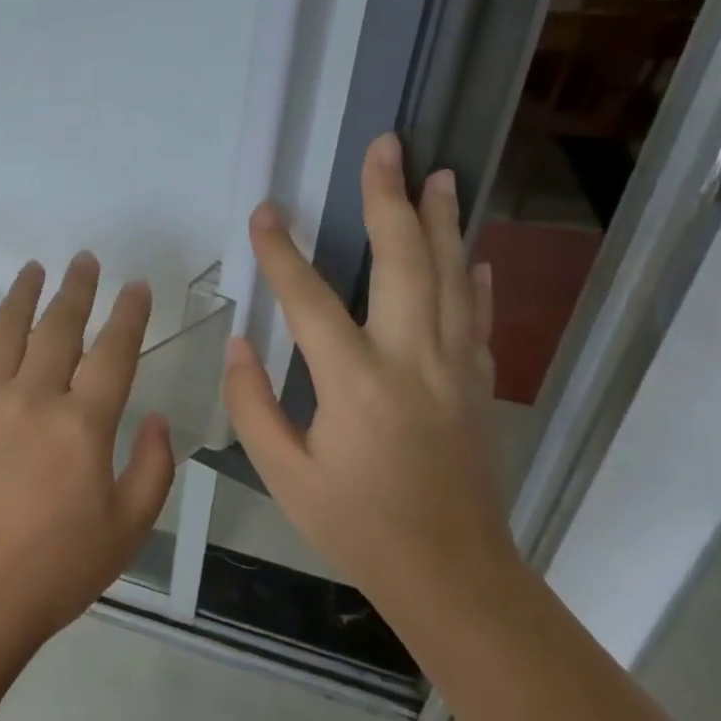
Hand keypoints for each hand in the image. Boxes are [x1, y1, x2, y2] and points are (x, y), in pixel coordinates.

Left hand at [0, 252, 176, 652]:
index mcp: (83, 424)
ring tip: (33, 268)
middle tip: (84, 260)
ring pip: (4, 333)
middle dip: (76, 290)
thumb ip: (153, 469)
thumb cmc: (55, 570)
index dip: (128, 315)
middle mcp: (33, 398)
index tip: (135, 285)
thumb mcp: (127, 529)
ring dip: (20, 296)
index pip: (113, 352)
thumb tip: (160, 421)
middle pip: (58, 329)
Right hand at [222, 133, 516, 609]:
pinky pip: (479, 318)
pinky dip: (477, 279)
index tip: (263, 212)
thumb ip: (253, 405)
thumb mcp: (284, 474)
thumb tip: (240, 345)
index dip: (281, 252)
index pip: (309, 300)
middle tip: (387, 146)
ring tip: (439, 174)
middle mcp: (411, 361)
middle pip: (404, 262)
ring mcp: (455, 369)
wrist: (452, 573)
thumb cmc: (356, 526)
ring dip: (443, 222)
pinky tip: (475, 252)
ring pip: (453, 277)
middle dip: (389, 199)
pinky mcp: (479, 385)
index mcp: (354, 384)